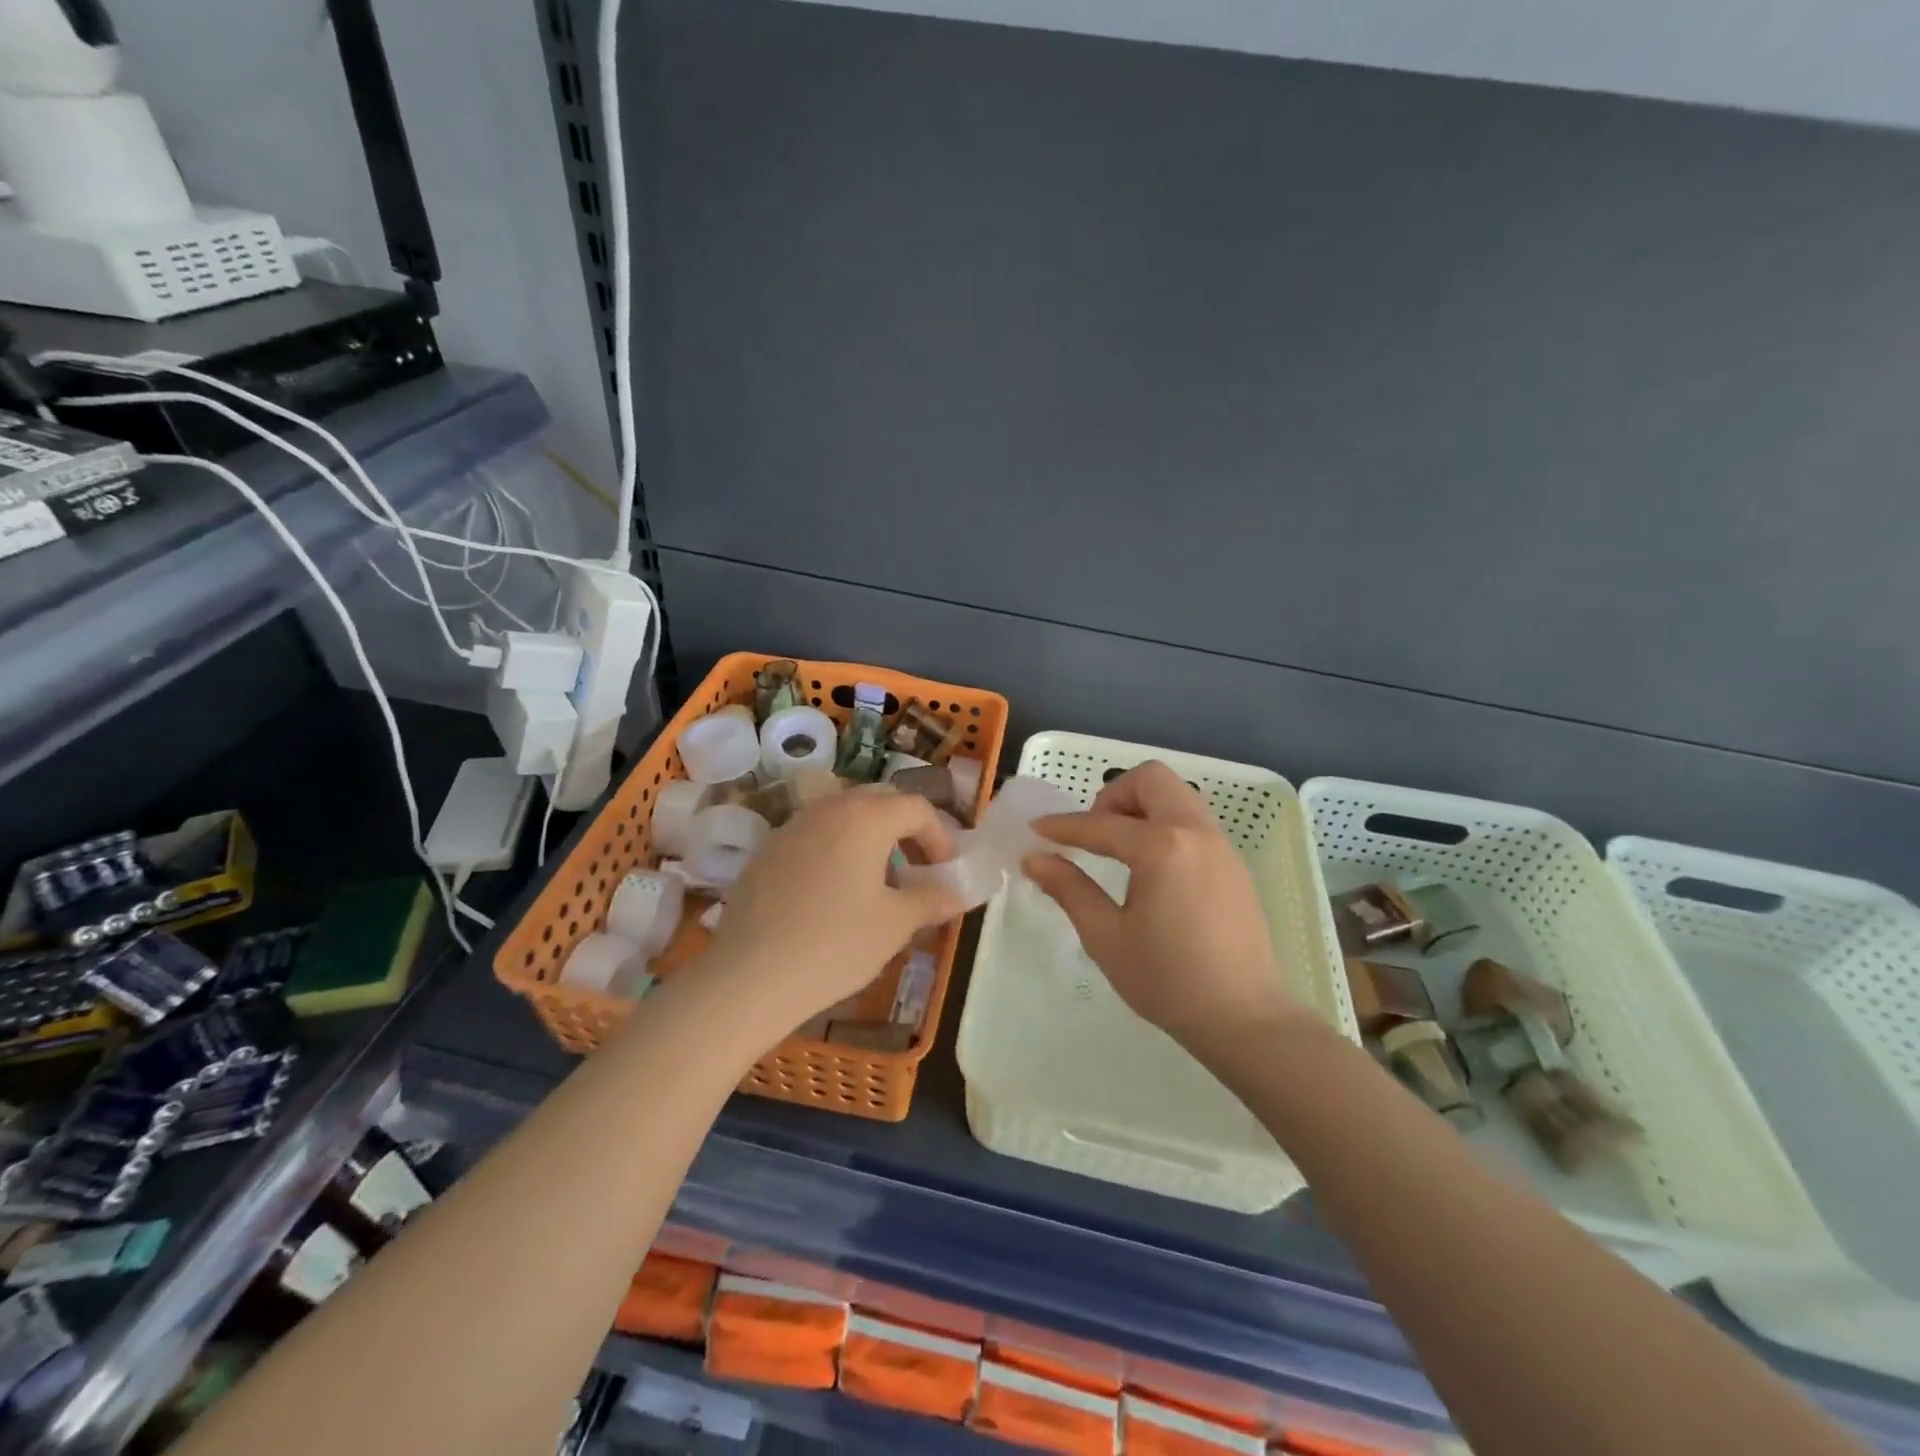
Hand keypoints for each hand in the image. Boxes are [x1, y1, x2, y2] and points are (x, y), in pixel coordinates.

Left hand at [709, 785, 962, 1030]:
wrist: (749, 977)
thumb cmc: (835, 945)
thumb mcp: (894, 925)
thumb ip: (930, 900)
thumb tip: (955, 895)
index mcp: (865, 817)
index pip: (916, 807)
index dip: (940, 835)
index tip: (946, 870)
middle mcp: (828, 808)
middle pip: (879, 801)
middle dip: (905, 828)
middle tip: (917, 867)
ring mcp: (792, 826)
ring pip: (843, 815)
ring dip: (869, 836)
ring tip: (877, 880)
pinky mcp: (767, 850)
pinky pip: (814, 835)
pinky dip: (836, 849)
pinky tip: (833, 893)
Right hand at [1024, 761, 1307, 1057]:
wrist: (1245, 1019)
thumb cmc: (1168, 981)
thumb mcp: (1107, 937)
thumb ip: (1070, 889)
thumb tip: (1035, 858)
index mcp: (1162, 847)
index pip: (1101, 824)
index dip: (1063, 827)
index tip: (1036, 830)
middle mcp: (1196, 832)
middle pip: (1151, 779)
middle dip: (1113, 796)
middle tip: (1094, 833)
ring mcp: (1221, 846)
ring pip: (1178, 796)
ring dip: (1142, 808)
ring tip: (1119, 851)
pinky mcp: (1234, 864)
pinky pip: (1194, 822)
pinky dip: (1165, 826)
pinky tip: (1152, 870)